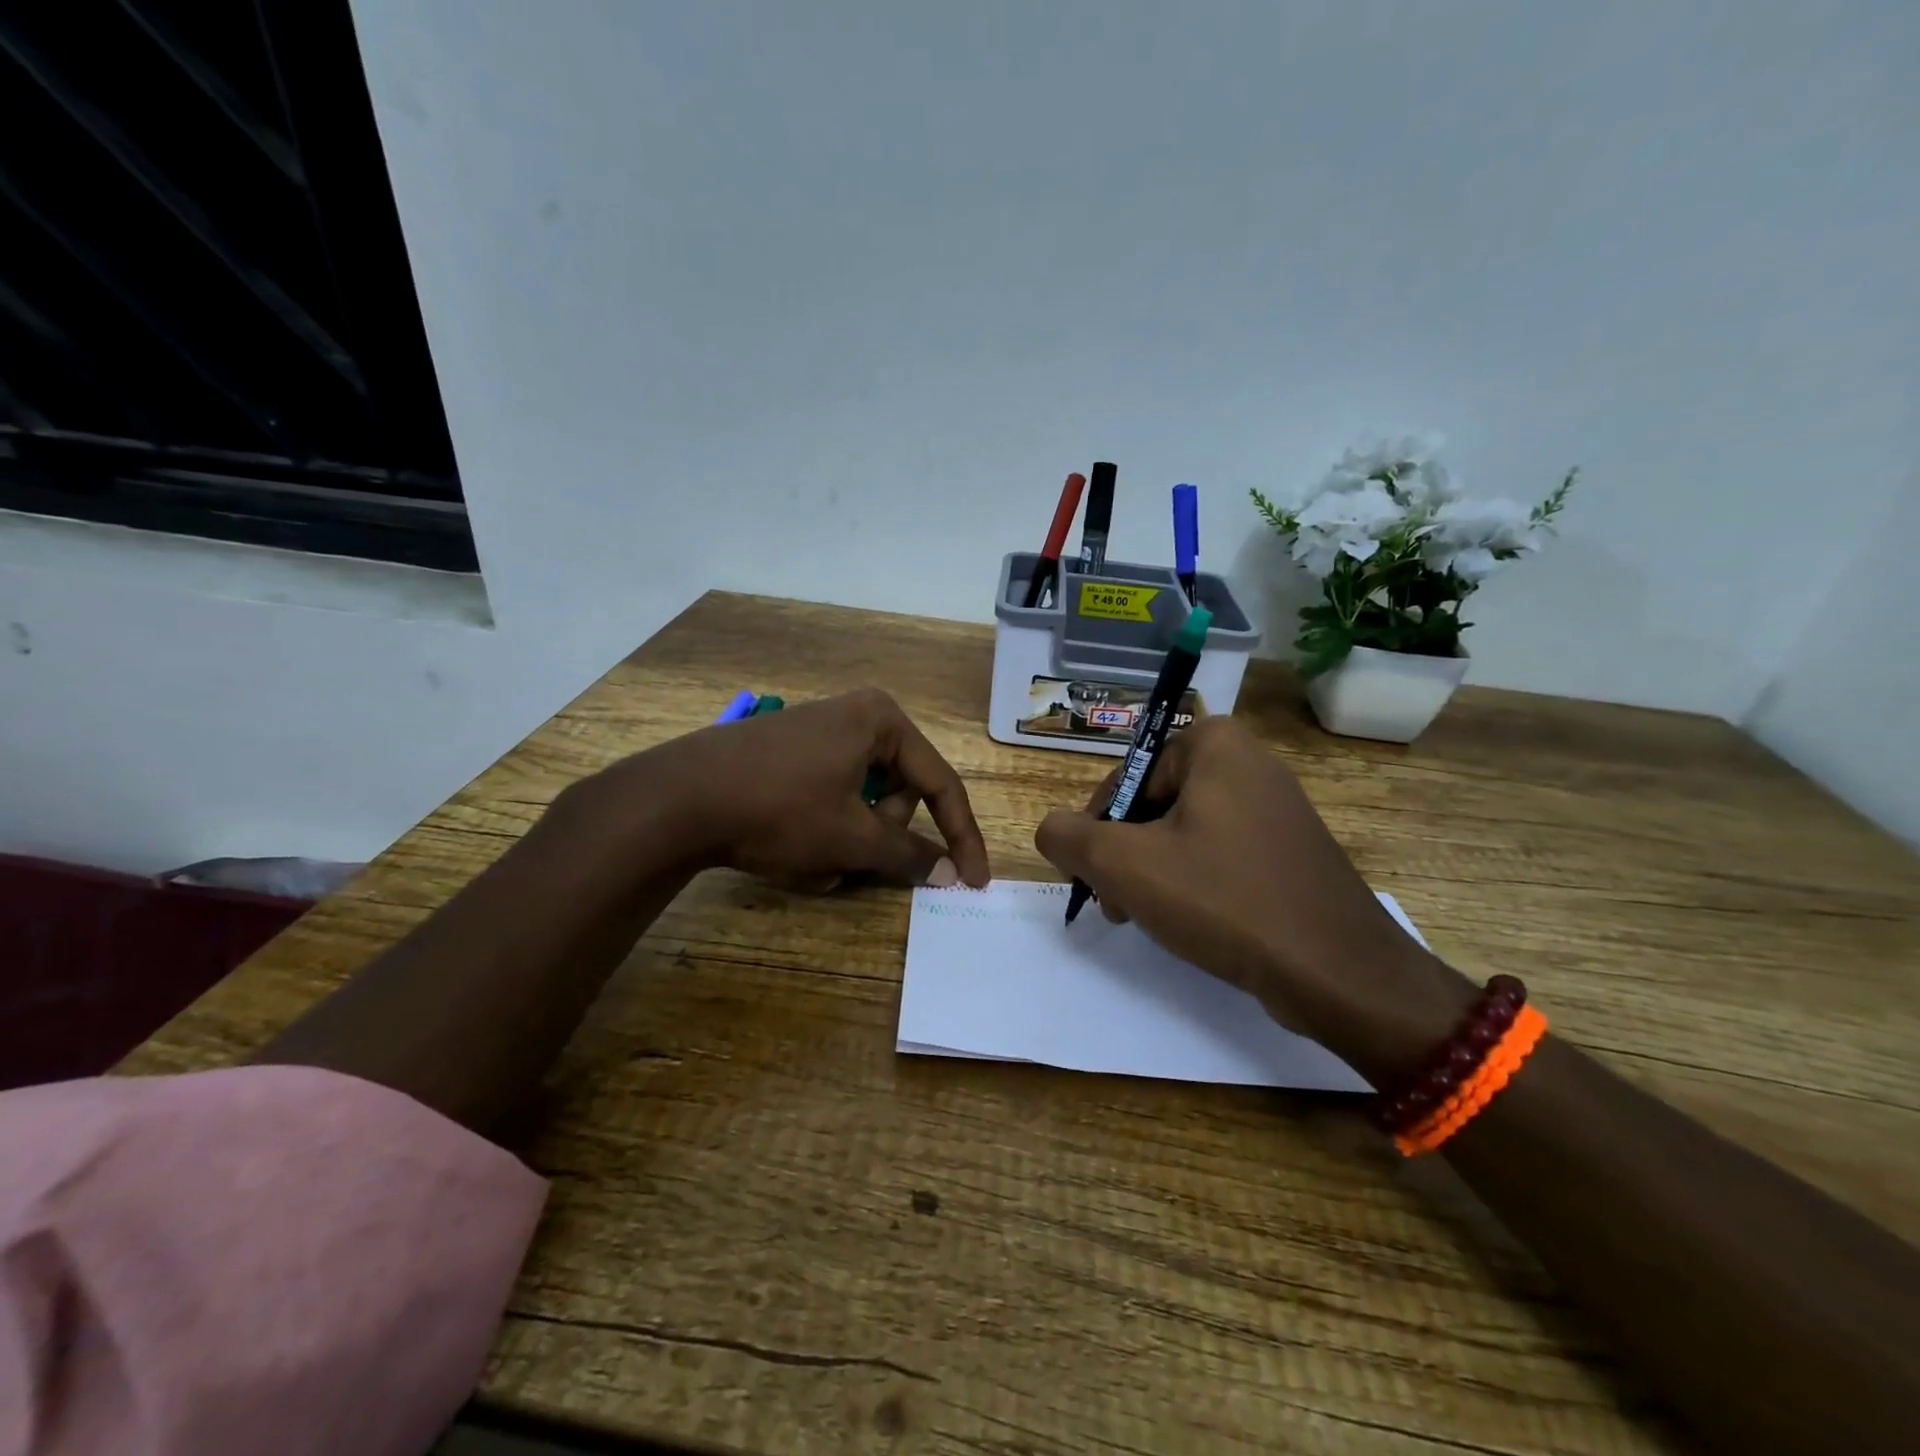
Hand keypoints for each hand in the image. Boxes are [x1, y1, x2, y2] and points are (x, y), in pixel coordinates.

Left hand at [578, 689, 990, 889]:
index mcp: (883, 720)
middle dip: (881, 837)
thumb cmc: (780, 809)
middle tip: (854, 861)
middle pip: (898, 791)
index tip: (974, 882)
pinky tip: (791, 851)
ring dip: (849, 841)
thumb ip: (910, 854)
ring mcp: (818, 732)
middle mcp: (856, 715)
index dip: (962, 837)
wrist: (677, 798)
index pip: (941, 784)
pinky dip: (822, 831)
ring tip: (815, 864)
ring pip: (861, 801)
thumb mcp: (852, 838)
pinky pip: (828, 797)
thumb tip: (952, 872)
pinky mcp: (788, 752)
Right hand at [1033, 716, 1471, 1082]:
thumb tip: (1051, 829)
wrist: (1339, 972)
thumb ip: (1069, 837)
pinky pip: (1221, 851)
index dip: (1099, 827)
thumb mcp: (1124, 865)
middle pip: (1154, 802)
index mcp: (1215, 744)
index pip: (1126, 776)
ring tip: (1146, 918)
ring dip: (1153, 871)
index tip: (1095, 874)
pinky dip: (1195, 880)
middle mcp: (1250, 762)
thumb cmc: (1224, 900)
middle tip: (1116, 903)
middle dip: (1125, 853)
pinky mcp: (1291, 849)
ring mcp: (1277, 807)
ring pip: (1185, 831)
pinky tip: (1191, 921)